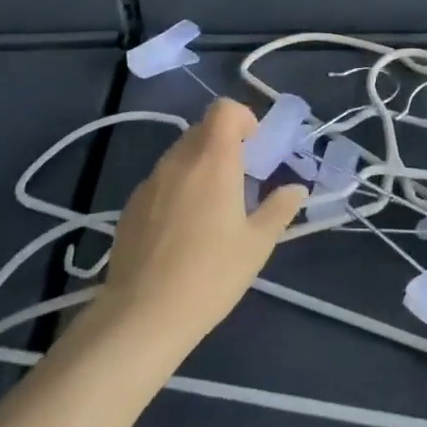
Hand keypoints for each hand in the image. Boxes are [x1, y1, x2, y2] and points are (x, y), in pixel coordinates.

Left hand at [101, 99, 306, 348]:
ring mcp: (150, 182)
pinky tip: (181, 231)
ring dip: (200, 166)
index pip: (224, 109)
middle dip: (224, 145)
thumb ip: (279, 209)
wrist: (141, 317)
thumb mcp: (257, 245)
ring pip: (180, 155)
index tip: (254, 149)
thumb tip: (296, 189)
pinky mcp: (130, 206)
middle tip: (239, 181)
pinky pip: (161, 181)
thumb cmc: (210, 275)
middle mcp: (179, 160)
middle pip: (203, 130)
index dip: (242, 119)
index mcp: (213, 160)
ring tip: (211, 209)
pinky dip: (177, 189)